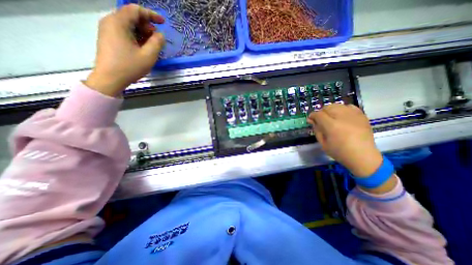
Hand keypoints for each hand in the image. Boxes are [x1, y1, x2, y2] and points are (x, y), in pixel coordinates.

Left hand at [86, 3, 164, 96]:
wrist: (109, 79)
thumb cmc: (129, 67)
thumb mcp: (148, 56)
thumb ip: (157, 43)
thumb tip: (161, 35)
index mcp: (118, 23)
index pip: (135, 10)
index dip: (151, 14)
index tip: (163, 22)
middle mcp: (110, 22)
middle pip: (131, 17)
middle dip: (147, 26)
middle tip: (157, 39)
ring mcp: (108, 30)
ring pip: (128, 25)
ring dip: (143, 33)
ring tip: (152, 46)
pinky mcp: (109, 38)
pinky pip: (124, 32)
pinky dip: (136, 37)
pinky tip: (143, 48)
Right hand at [309, 105, 380, 176]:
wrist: (363, 156)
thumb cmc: (339, 152)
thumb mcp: (323, 143)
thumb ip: (317, 130)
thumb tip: (311, 120)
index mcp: (332, 126)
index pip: (318, 114)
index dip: (312, 115)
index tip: (310, 119)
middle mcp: (342, 117)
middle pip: (327, 107)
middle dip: (321, 112)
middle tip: (320, 120)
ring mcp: (353, 115)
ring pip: (337, 105)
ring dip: (331, 110)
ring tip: (331, 118)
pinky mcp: (361, 115)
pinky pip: (349, 106)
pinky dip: (343, 109)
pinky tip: (342, 116)